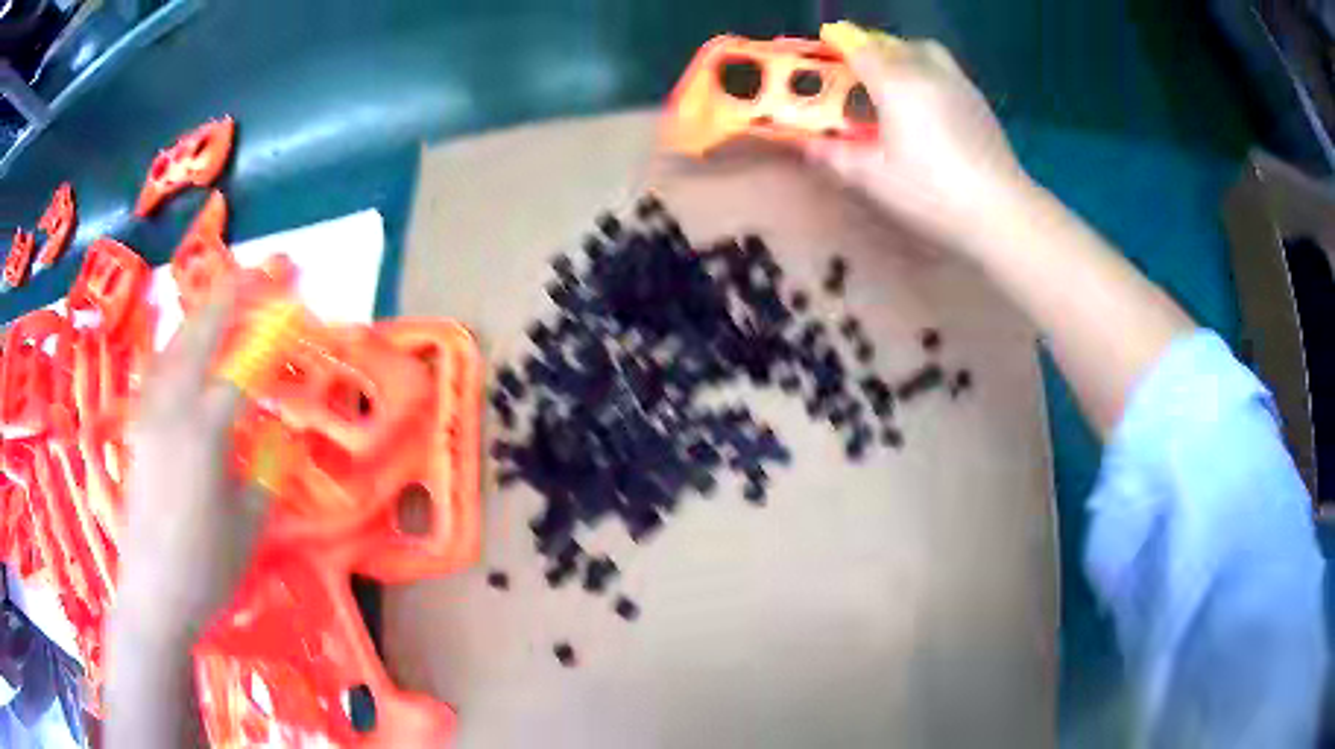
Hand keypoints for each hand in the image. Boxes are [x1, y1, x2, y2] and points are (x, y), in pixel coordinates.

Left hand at [115, 293, 268, 641]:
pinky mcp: (137, 432)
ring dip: (196, 320)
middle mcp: (171, 411)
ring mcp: (147, 418)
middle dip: (225, 301)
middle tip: (250, 274)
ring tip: (217, 301)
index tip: (292, 312)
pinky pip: (156, 374)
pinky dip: (175, 350)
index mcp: (203, 433)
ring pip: (171, 350)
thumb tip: (277, 438)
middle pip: (197, 339)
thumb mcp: (250, 525)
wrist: (153, 595)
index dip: (268, 339)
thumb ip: (264, 473)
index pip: (241, 369)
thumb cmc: (207, 568)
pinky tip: (183, 353)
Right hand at [806, 33, 1035, 252]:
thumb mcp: (873, 179)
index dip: (837, 45)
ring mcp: (958, 83)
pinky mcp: (978, 101)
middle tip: (855, 72)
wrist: (1001, 210)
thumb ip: (835, 156)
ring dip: (901, 55)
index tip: (824, 49)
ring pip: (923, 50)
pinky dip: (927, 72)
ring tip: (892, 82)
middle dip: (868, 49)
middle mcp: (926, 71)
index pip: (859, 48)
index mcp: (895, 83)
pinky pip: (945, 69)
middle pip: (891, 43)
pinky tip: (926, 104)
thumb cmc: (932, 193)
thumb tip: (807, 145)